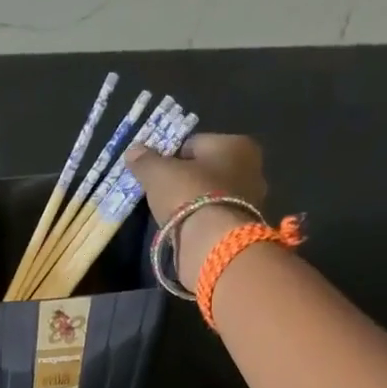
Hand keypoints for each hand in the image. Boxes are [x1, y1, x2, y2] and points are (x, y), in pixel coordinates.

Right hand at [124, 134, 267, 281]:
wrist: (212, 243)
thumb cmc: (189, 195)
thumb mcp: (158, 173)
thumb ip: (146, 160)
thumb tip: (133, 151)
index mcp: (236, 144)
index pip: (195, 144)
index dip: (171, 157)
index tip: (155, 173)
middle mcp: (252, 168)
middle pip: (207, 169)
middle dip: (186, 179)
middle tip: (162, 194)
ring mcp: (253, 201)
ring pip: (213, 194)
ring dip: (194, 202)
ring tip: (171, 214)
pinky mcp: (244, 228)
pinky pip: (215, 216)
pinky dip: (201, 220)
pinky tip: (185, 229)